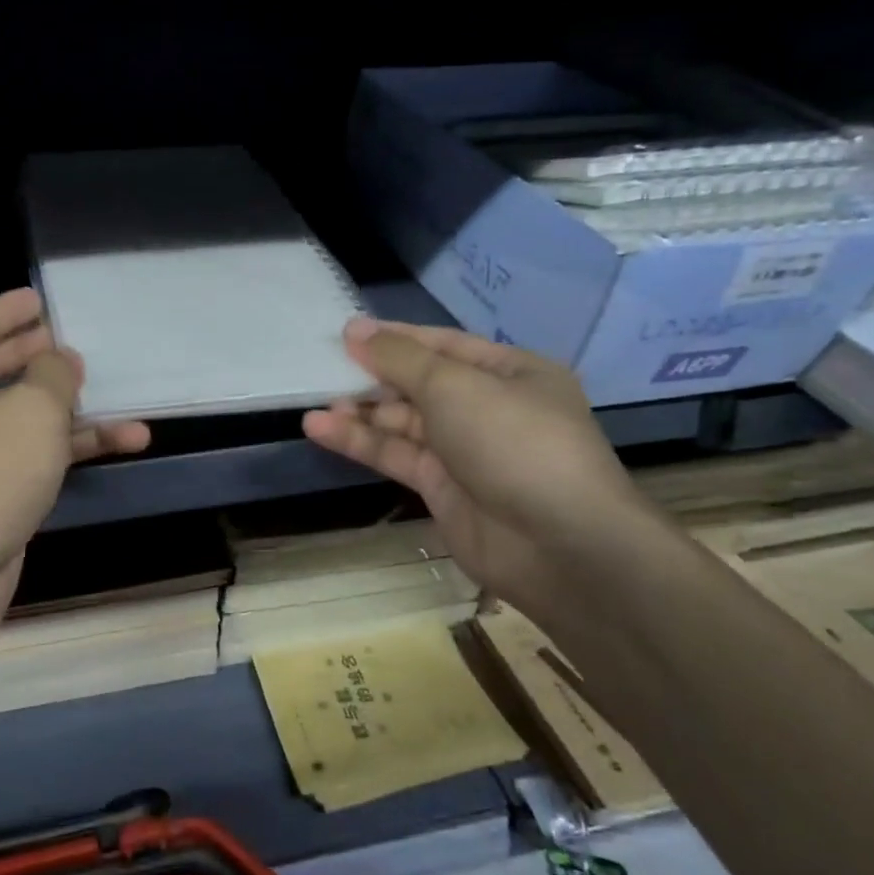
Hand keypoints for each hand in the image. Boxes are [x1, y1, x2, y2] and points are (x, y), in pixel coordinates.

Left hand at [0, 288, 149, 636]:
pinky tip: (125, 441)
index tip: (42, 298)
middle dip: (42, 356)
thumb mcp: (32, 408)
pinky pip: (33, 454)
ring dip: (74, 408)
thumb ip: (54, 374)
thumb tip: (60, 360)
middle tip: (79, 341)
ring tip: (123, 393)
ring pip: (25, 416)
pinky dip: (72, 447)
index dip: (9, 309)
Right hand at [303, 319, 650, 617]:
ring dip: (361, 412)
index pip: (444, 345)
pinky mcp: (442, 488)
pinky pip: (396, 455)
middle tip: (323, 367)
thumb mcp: (454, 386)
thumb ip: (399, 358)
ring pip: (403, 423)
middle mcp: (489, 408)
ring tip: (315, 403)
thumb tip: (355, 329)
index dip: (395, 338)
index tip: (346, 333)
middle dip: (374, 376)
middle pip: (420, 384)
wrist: (558, 545)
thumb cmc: (513, 442)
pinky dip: (360, 442)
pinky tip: (321, 429)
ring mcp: (465, 451)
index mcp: (511, 373)